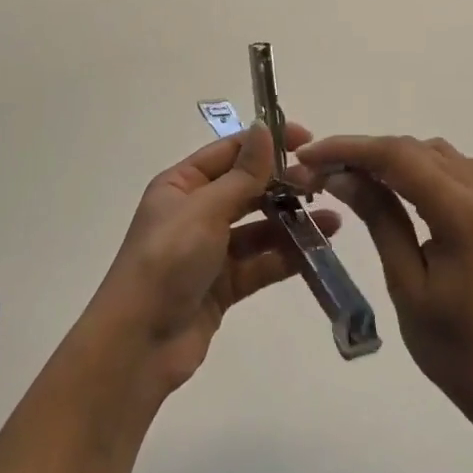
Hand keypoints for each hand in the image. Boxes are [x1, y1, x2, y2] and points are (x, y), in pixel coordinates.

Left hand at [84, 123, 340, 396]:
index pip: (229, 152)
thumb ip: (242, 174)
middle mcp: (195, 211)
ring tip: (333, 218)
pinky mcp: (224, 285)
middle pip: (247, 188)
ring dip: (292, 221)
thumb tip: (263, 128)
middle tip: (323, 183)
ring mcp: (210, 250)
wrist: (139, 344)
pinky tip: (319, 248)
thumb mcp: (205, 209)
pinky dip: (287, 255)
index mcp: (181, 185)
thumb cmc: (167, 261)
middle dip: (284, 184)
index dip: (266, 142)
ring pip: (258, 227)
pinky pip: (261, 262)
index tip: (307, 139)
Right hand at [297, 135, 472, 438]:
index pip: (396, 156)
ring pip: (434, 153)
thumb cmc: (456, 349)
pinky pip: (453, 169)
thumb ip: (379, 219)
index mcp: (461, 212)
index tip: (307, 156)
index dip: (347, 148)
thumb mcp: (406, 284)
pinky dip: (418, 167)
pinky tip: (396, 188)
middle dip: (363, 151)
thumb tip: (341, 175)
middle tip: (318, 171)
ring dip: (391, 156)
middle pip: (413, 148)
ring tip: (351, 177)